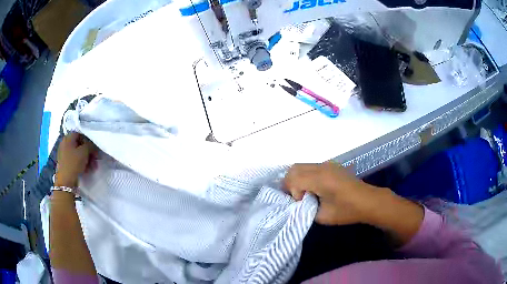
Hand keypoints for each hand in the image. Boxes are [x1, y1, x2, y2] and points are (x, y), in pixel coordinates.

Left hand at [55, 132, 97, 187]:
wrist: (65, 182)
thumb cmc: (74, 163)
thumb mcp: (84, 152)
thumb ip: (90, 145)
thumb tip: (93, 144)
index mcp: (68, 138)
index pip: (80, 134)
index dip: (88, 140)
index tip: (94, 148)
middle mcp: (65, 143)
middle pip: (80, 144)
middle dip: (89, 152)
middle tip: (96, 159)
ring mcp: (64, 154)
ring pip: (78, 153)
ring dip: (87, 159)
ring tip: (93, 167)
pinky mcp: (65, 163)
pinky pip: (75, 159)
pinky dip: (82, 163)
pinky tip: (87, 170)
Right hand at [283, 162, 377, 225]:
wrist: (368, 201)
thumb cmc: (347, 211)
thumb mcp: (323, 216)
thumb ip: (306, 209)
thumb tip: (299, 203)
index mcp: (320, 179)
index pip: (293, 178)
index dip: (292, 192)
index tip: (301, 203)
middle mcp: (322, 167)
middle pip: (294, 168)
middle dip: (291, 183)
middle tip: (298, 198)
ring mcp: (327, 164)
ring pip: (302, 166)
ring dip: (298, 179)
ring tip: (306, 194)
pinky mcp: (332, 166)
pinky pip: (311, 167)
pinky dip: (306, 176)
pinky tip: (315, 188)